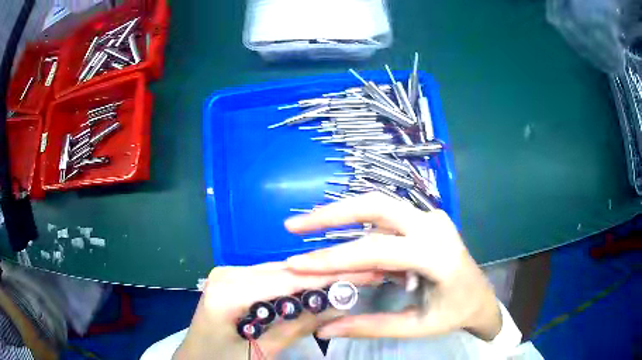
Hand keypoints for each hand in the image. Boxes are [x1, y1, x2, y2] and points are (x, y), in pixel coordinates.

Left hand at [174, 262, 381, 359]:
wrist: (195, 359)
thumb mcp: (260, 351)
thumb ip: (296, 327)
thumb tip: (338, 305)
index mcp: (227, 293)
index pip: (284, 280)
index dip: (323, 278)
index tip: (359, 274)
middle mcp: (225, 274)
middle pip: (282, 272)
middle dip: (320, 277)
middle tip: (357, 278)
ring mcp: (226, 274)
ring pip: (277, 272)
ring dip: (308, 280)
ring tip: (341, 284)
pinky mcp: (230, 279)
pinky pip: (267, 278)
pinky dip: (290, 286)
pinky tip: (310, 291)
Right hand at [285, 192, 501, 340]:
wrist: (480, 297)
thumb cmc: (453, 313)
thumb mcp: (414, 326)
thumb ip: (370, 326)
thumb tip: (325, 328)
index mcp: (437, 255)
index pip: (376, 250)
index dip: (333, 258)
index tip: (296, 264)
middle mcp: (434, 226)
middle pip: (376, 206)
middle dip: (331, 214)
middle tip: (293, 225)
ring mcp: (432, 217)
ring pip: (378, 205)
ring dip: (340, 214)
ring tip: (307, 226)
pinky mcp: (426, 218)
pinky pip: (386, 216)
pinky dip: (357, 222)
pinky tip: (339, 234)